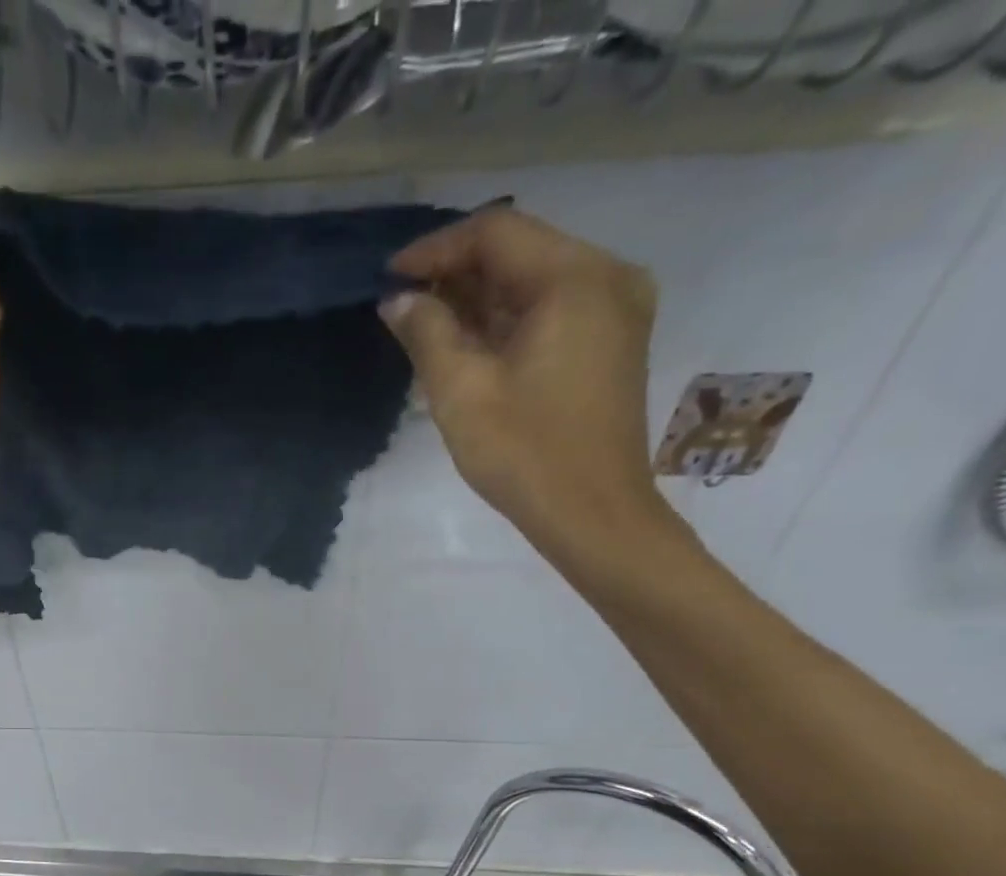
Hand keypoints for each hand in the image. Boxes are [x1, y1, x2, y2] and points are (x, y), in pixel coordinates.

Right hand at [382, 208, 680, 565]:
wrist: (593, 514)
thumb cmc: (525, 454)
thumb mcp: (462, 392)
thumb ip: (427, 334)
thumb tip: (398, 301)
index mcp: (575, 279)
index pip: (497, 232)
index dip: (436, 250)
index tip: (389, 278)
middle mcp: (607, 277)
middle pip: (520, 251)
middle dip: (456, 274)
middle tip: (401, 305)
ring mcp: (616, 310)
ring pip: (535, 282)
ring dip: (479, 299)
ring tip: (425, 326)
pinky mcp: (612, 342)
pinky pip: (552, 310)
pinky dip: (506, 320)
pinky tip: (468, 344)